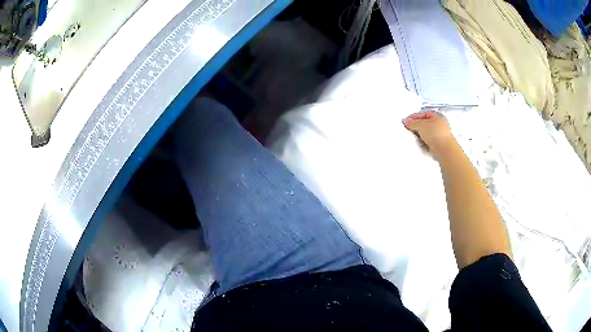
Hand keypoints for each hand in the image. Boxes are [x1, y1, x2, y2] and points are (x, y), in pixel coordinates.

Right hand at [402, 111, 456, 160]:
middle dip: (417, 126)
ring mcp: (440, 135)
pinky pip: (428, 142)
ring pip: (427, 133)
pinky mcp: (439, 145)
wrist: (444, 149)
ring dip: (421, 135)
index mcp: (438, 116)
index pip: (423, 114)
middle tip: (410, 128)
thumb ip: (412, 122)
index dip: (415, 116)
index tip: (407, 121)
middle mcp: (440, 125)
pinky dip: (424, 142)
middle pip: (425, 123)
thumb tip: (407, 121)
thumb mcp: (421, 125)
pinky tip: (421, 144)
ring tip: (416, 137)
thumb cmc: (437, 134)